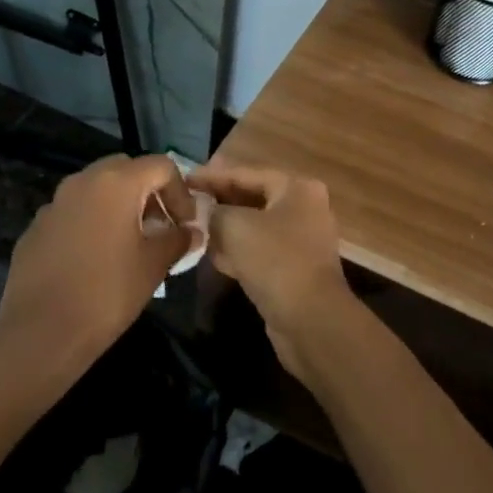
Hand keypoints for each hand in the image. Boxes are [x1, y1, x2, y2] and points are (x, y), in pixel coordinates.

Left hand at [0, 154, 193, 361]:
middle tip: (160, 225)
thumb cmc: (107, 292)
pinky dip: (91, 223)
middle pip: (126, 169)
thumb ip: (178, 239)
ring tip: (130, 243)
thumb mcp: (154, 265)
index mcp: (117, 183)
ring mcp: (54, 204)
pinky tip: (95, 259)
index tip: (186, 224)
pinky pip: (73, 213)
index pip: (162, 166)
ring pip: (96, 190)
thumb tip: (191, 232)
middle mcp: (82, 182)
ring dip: (119, 206)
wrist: (40, 333)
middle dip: (149, 192)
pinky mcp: (36, 229)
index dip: (181, 192)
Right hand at [186, 161, 356, 380]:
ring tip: (191, 227)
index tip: (182, 179)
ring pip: (253, 226)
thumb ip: (213, 212)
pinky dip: (236, 250)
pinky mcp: (292, 267)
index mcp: (296, 188)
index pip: (246, 173)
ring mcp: (299, 239)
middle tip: (184, 203)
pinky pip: (258, 250)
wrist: (310, 319)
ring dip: (224, 227)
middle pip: (251, 197)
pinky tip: (209, 253)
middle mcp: (303, 208)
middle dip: (218, 202)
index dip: (212, 176)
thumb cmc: (275, 260)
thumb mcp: (236, 227)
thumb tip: (199, 209)